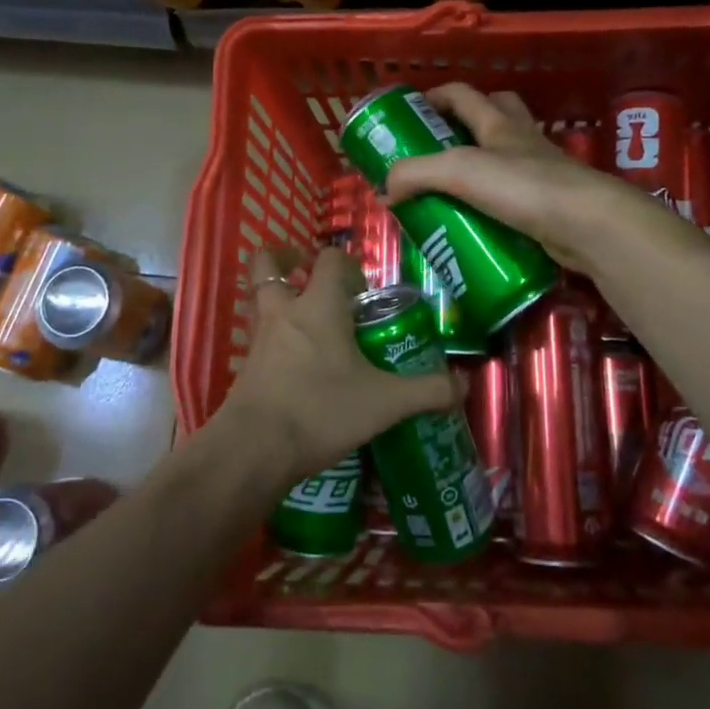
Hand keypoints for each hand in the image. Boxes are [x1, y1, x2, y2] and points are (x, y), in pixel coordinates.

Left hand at [214, 245, 457, 487]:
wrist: (254, 448)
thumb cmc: (321, 410)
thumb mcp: (384, 403)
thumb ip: (426, 391)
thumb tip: (464, 385)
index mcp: (319, 306)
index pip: (329, 259)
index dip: (347, 265)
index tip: (364, 290)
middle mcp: (283, 311)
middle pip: (270, 265)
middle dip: (287, 260)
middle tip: (308, 274)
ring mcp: (258, 338)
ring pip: (259, 298)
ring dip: (277, 296)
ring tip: (304, 317)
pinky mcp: (245, 366)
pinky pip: (257, 335)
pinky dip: (272, 336)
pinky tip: (293, 363)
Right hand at [383, 83, 652, 273]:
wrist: (586, 224)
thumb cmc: (523, 186)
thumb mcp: (459, 171)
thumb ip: (416, 174)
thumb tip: (386, 190)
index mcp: (499, 124)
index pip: (463, 95)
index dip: (436, 96)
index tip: (411, 112)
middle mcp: (521, 141)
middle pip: (495, 113)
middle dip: (465, 122)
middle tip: (437, 148)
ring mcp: (540, 172)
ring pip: (507, 157)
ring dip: (482, 166)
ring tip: (452, 190)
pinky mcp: (549, 205)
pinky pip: (516, 196)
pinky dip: (496, 204)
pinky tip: (478, 223)